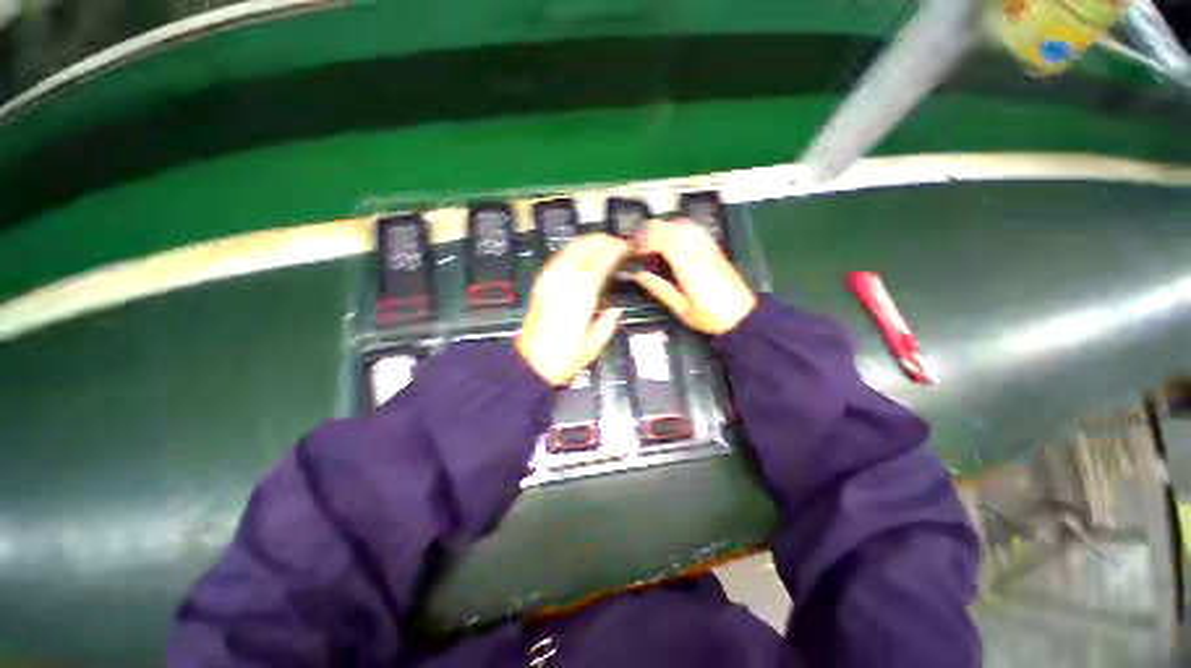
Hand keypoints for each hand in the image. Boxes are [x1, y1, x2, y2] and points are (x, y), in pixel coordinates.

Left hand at [516, 234, 628, 385]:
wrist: (529, 363)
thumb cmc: (562, 358)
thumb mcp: (592, 347)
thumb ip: (606, 325)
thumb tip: (616, 310)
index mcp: (579, 298)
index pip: (599, 265)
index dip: (612, 251)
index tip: (624, 246)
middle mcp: (563, 283)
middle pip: (581, 251)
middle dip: (599, 241)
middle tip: (615, 241)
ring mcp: (549, 282)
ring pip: (567, 251)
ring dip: (585, 242)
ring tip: (600, 242)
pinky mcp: (540, 285)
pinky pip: (557, 259)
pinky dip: (571, 251)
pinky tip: (579, 253)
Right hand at [632, 220, 756, 334]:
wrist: (742, 316)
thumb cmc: (710, 316)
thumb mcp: (681, 308)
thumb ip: (660, 288)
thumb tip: (639, 274)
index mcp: (688, 266)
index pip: (664, 240)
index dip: (645, 240)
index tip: (633, 249)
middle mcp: (699, 251)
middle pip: (673, 228)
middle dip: (651, 230)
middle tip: (637, 243)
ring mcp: (709, 248)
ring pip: (684, 225)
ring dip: (665, 226)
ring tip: (651, 237)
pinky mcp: (715, 250)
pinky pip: (696, 230)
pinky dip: (681, 227)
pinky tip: (674, 235)